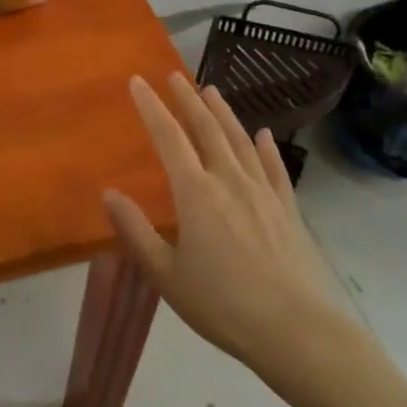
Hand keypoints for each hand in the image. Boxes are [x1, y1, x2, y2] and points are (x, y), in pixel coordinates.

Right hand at [104, 74, 383, 402]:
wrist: (297, 331)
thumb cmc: (222, 305)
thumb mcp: (166, 275)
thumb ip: (136, 231)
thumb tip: (109, 193)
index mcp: (196, 193)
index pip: (168, 138)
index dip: (151, 107)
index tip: (137, 81)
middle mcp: (229, 181)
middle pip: (206, 129)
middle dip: (187, 99)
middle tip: (175, 75)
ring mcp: (263, 192)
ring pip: (240, 140)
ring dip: (223, 113)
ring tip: (211, 90)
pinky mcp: (288, 209)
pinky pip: (274, 168)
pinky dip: (266, 147)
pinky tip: (263, 134)